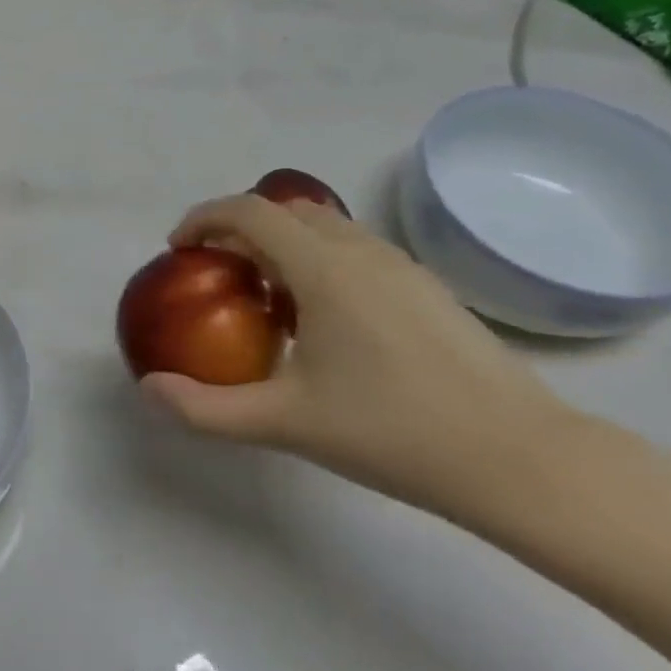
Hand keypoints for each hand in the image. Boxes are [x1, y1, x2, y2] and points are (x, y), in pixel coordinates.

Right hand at [141, 195, 578, 519]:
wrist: (521, 460)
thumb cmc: (394, 432)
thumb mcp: (284, 423)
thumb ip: (205, 409)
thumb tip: (148, 391)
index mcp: (324, 269)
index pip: (249, 212)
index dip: (203, 218)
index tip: (179, 249)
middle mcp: (362, 251)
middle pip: (286, 210)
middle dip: (239, 229)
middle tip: (216, 273)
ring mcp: (402, 267)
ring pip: (325, 229)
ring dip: (281, 244)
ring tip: (264, 298)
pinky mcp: (428, 289)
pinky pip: (355, 251)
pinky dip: (318, 261)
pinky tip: (322, 321)